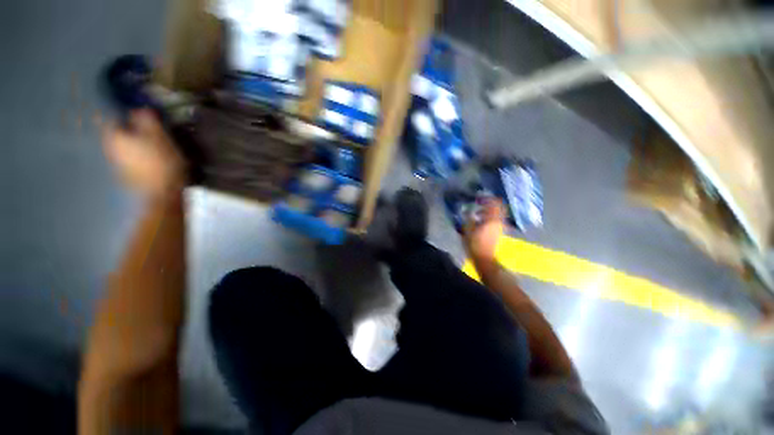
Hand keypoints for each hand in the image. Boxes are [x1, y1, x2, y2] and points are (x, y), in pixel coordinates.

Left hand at [102, 110, 185, 199]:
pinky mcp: (126, 179)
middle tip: (149, 135)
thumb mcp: (158, 135)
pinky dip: (137, 162)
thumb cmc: (161, 160)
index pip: (114, 120)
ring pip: (123, 151)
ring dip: (134, 148)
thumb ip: (146, 119)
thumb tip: (140, 108)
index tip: (141, 120)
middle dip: (131, 134)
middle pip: (118, 137)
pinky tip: (151, 164)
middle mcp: (109, 151)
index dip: (127, 118)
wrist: (164, 192)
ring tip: (152, 150)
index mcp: (114, 137)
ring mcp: (116, 167)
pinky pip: (129, 164)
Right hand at [463, 198, 504, 264]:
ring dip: (489, 211)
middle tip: (480, 202)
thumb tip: (468, 210)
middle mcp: (499, 221)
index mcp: (492, 219)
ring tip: (478, 213)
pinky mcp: (499, 232)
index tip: (479, 197)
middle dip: (490, 203)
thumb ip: (468, 217)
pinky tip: (481, 221)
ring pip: (498, 214)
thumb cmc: (475, 244)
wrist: (484, 259)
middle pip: (499, 207)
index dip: (487, 198)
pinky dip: (490, 217)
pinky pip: (496, 220)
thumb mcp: (468, 229)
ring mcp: (501, 227)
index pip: (494, 203)